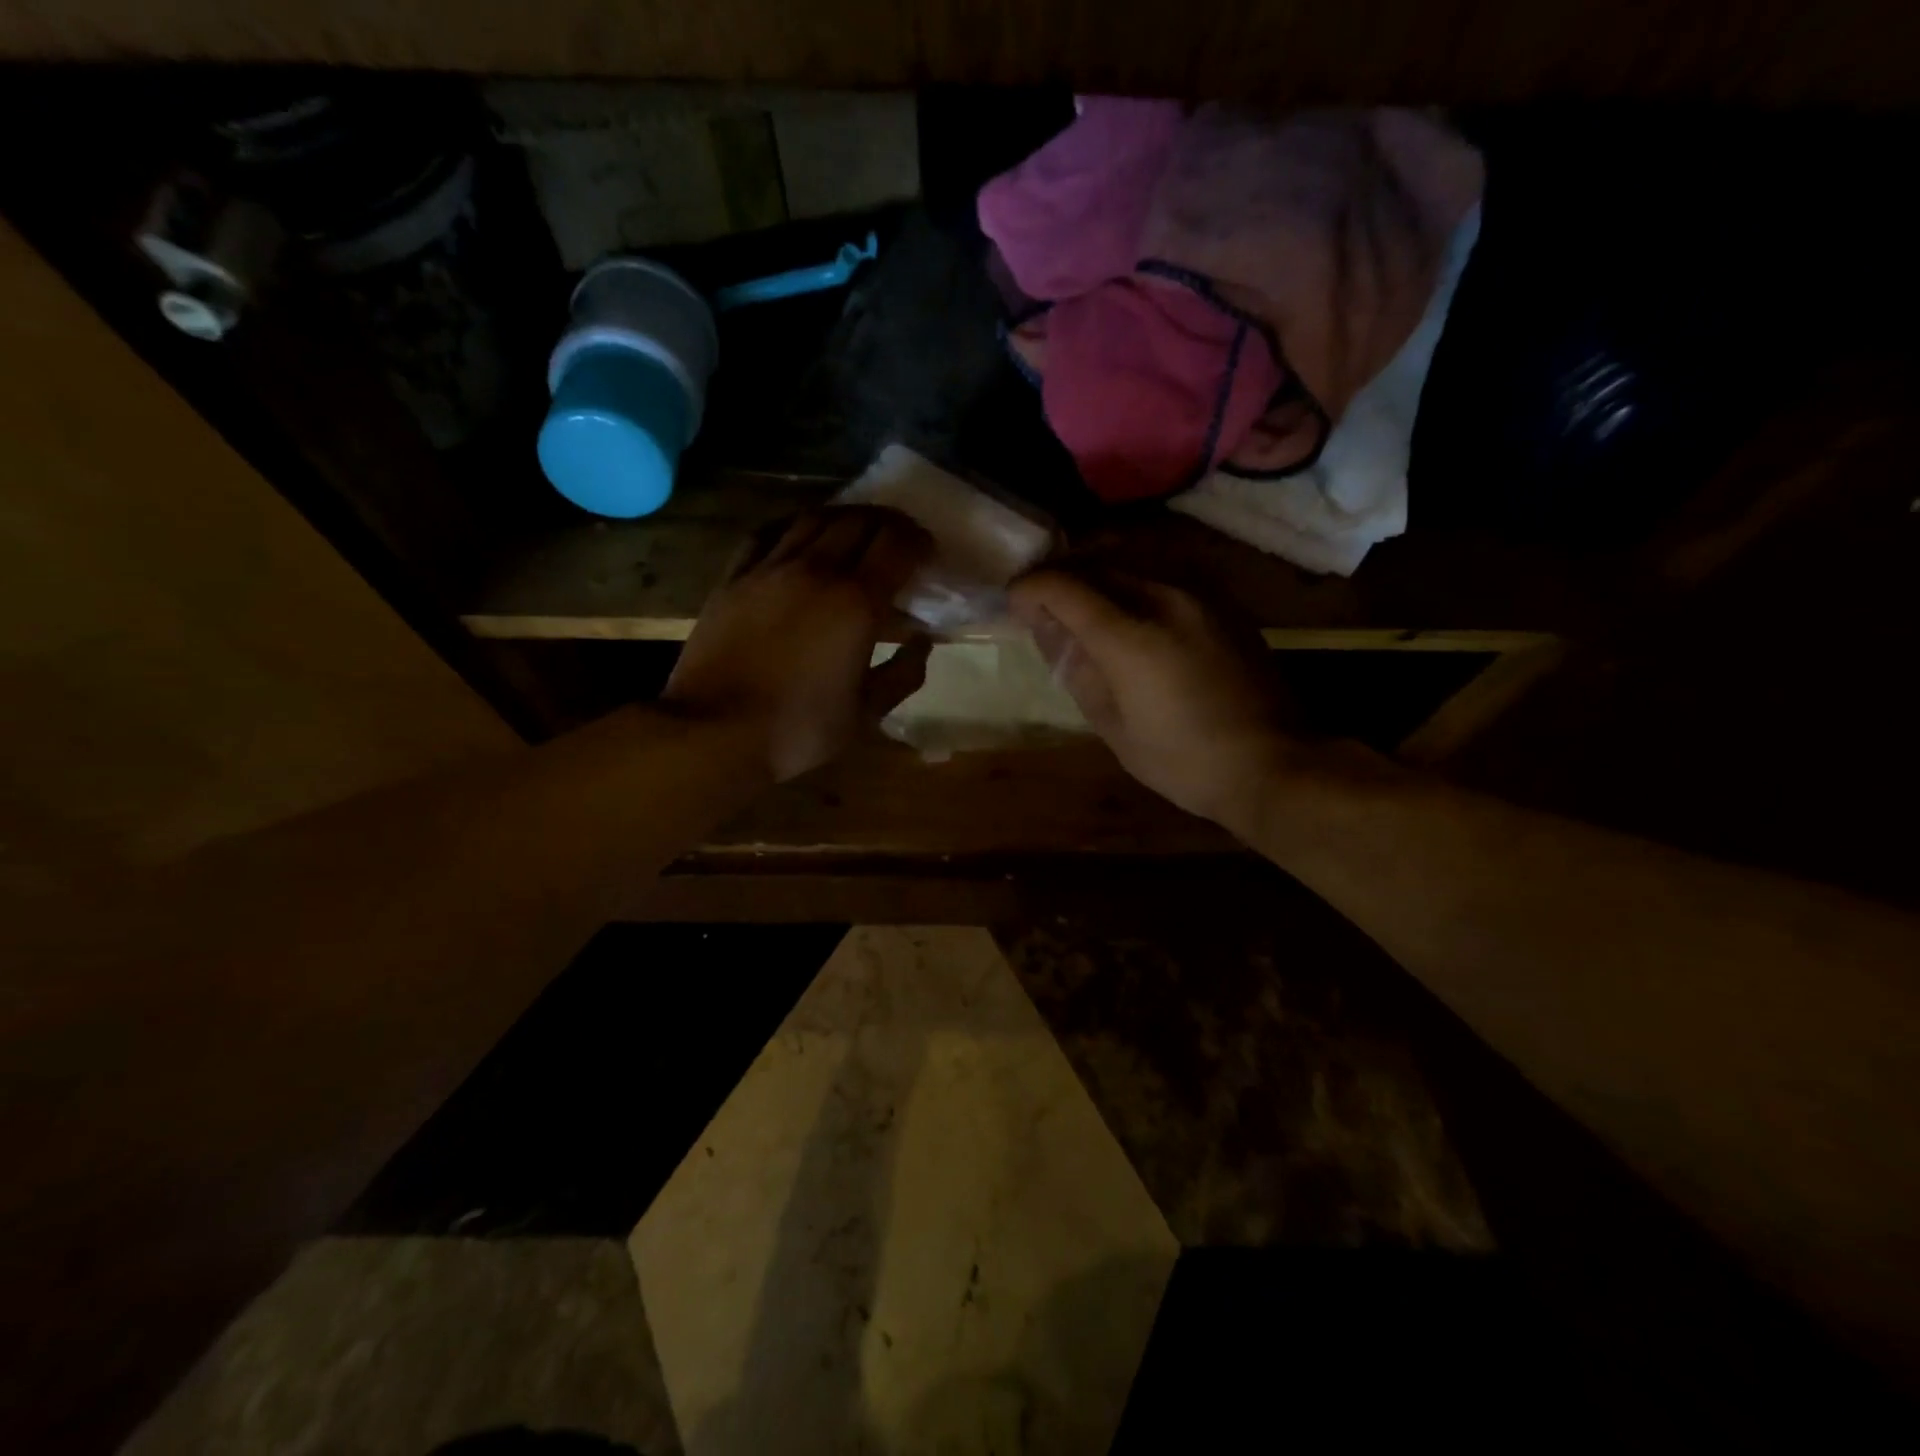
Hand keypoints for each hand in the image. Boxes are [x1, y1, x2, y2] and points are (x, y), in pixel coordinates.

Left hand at [664, 507, 933, 780]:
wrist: (714, 731)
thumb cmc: (799, 728)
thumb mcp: (866, 713)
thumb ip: (903, 674)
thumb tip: (922, 642)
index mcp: (856, 602)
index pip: (897, 545)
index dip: (919, 541)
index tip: (928, 554)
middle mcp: (816, 571)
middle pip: (859, 521)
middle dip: (888, 523)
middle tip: (898, 541)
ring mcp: (769, 569)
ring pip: (814, 518)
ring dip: (844, 517)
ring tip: (856, 532)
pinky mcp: (734, 577)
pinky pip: (768, 533)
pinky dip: (794, 525)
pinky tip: (800, 535)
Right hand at [1009, 569, 1295, 830]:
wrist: (1271, 763)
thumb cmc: (1183, 760)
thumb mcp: (1113, 727)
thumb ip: (1076, 669)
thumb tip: (1048, 628)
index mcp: (1133, 637)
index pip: (1065, 586)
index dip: (1030, 588)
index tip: (1014, 603)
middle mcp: (1166, 597)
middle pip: (1097, 560)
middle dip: (1060, 574)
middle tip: (1041, 601)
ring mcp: (1200, 593)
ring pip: (1132, 556)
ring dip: (1095, 568)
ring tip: (1078, 598)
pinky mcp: (1222, 600)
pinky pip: (1163, 570)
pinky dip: (1130, 577)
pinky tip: (1124, 606)